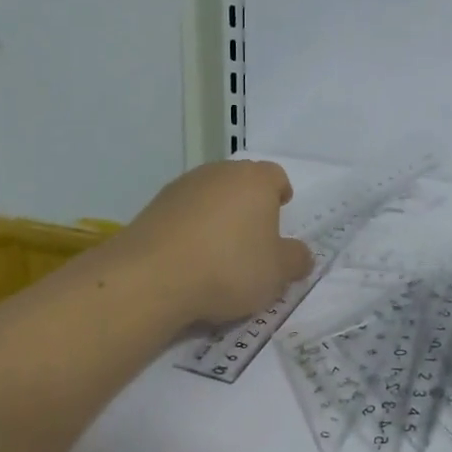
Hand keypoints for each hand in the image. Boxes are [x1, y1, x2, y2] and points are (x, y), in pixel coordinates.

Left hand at [118, 161, 313, 326]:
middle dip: (249, 204)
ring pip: (209, 196)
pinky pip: (183, 214)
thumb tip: (300, 254)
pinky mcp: (153, 207)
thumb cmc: (229, 267)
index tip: (280, 213)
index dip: (280, 193)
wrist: (151, 277)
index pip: (276, 176)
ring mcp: (182, 187)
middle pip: (241, 182)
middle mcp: (219, 173)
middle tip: (253, 236)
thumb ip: (296, 260)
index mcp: (255, 180)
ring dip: (217, 216)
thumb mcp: (277, 273)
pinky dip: (190, 229)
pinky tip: (189, 258)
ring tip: (218, 251)